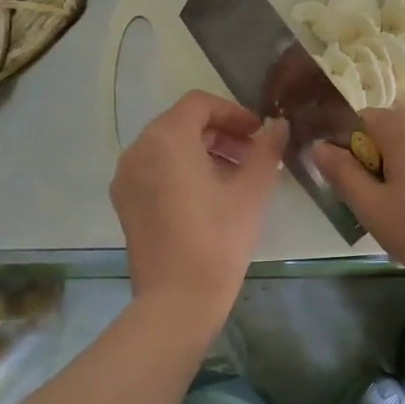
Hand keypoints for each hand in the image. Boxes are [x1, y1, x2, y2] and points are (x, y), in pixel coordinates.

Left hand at [111, 92, 287, 333]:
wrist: (177, 299)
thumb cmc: (218, 239)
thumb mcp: (251, 191)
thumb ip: (266, 150)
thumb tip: (279, 125)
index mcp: (166, 139)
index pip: (200, 104)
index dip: (233, 112)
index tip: (259, 134)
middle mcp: (138, 150)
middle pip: (181, 123)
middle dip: (220, 133)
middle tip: (253, 155)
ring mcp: (126, 178)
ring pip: (168, 147)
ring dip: (203, 151)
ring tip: (236, 176)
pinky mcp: (125, 203)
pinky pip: (155, 170)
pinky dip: (182, 170)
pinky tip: (210, 196)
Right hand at [311, 107, 404, 296]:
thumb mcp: (372, 208)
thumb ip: (341, 172)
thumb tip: (319, 147)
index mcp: (402, 123)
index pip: (354, 122)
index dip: (346, 153)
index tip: (353, 188)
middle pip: (383, 131)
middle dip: (374, 161)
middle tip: (379, 206)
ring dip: (399, 168)